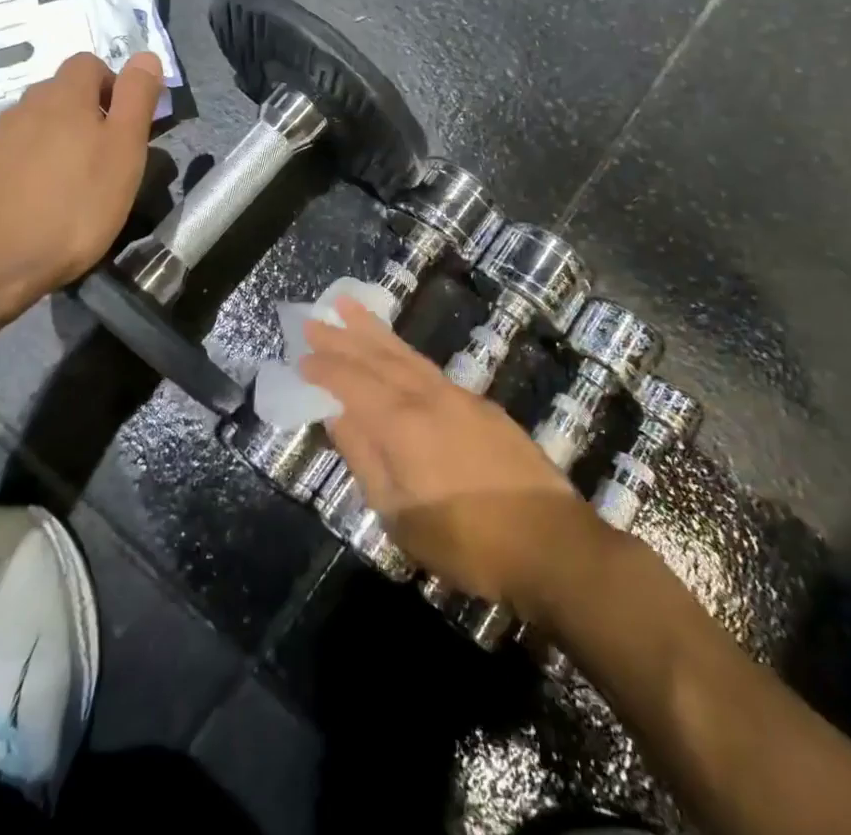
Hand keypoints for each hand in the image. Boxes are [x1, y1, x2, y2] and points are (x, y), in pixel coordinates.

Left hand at [0, 51, 162, 323]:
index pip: (90, 63)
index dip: (113, 86)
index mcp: (64, 97)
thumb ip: (136, 99)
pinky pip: (11, 154)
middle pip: (61, 93)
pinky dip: (29, 166)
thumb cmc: (75, 206)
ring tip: (73, 184)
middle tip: (105, 158)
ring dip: (57, 140)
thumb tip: (146, 55)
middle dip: (86, 113)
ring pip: (36, 123)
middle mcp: (25, 106)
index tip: (125, 126)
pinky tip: (37, 202)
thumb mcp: (124, 152)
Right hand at [301, 299, 589, 613]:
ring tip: (350, 308)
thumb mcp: (401, 515)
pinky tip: (398, 353)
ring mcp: (459, 396)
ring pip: (406, 355)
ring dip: (375, 332)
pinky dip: (404, 353)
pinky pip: (430, 367)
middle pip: (378, 358)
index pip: (352, 384)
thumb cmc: (467, 542)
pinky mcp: (482, 405)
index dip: (324, 368)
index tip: (299, 353)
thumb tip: (336, 414)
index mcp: (402, 425)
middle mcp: (428, 397)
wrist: (550, 542)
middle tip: (316, 316)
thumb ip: (365, 458)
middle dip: (344, 336)